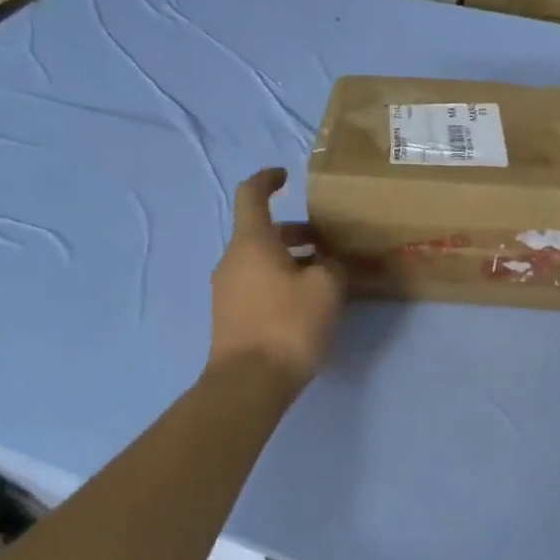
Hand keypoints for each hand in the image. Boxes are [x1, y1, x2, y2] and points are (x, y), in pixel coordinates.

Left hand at [207, 168, 345, 390]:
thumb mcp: (326, 288)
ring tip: (325, 277)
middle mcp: (232, 260)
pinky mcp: (230, 317)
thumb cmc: (288, 324)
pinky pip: (257, 286)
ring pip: (261, 262)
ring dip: (291, 261)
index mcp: (251, 242)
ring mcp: (227, 290)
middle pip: (262, 233)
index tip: (286, 177)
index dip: (268, 180)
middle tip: (328, 243)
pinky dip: (280, 282)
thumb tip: (328, 264)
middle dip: (296, 233)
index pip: (252, 195)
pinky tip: (306, 305)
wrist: (249, 382)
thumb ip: (332, 266)